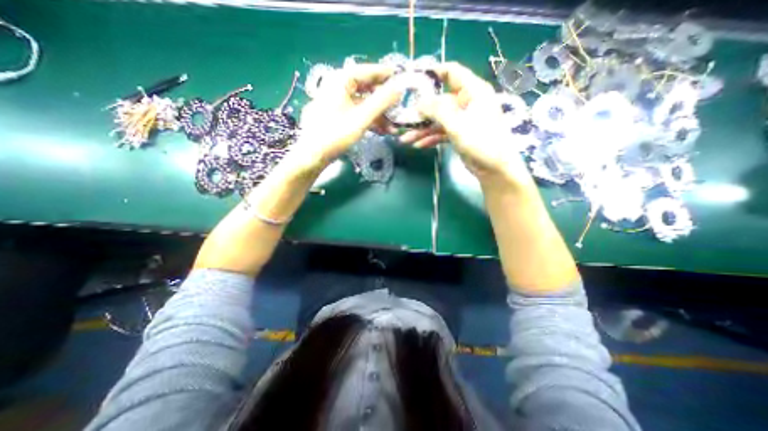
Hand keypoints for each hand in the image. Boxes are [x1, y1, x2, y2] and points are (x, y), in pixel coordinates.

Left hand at [293, 65, 401, 171]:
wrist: (312, 155)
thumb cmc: (335, 134)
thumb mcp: (361, 118)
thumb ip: (381, 102)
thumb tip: (400, 88)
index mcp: (341, 80)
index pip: (368, 70)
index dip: (386, 75)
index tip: (402, 80)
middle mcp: (338, 86)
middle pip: (367, 88)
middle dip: (384, 100)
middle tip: (399, 108)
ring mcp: (337, 101)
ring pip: (363, 103)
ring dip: (379, 114)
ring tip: (393, 127)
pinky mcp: (337, 115)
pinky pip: (357, 112)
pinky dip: (369, 120)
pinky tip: (380, 130)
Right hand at [403, 60, 535, 188]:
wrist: (493, 168)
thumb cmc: (480, 141)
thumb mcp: (457, 124)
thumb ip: (437, 110)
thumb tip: (418, 103)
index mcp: (473, 91)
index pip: (452, 72)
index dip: (433, 73)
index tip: (414, 80)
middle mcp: (467, 102)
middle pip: (439, 101)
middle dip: (421, 112)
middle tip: (403, 119)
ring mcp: (462, 119)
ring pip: (438, 120)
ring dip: (422, 129)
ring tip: (405, 139)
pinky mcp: (459, 134)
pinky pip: (441, 132)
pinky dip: (430, 138)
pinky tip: (418, 145)